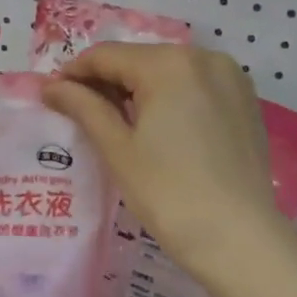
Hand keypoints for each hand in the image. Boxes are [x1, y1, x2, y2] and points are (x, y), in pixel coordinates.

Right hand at [43, 42, 288, 287]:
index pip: (108, 56)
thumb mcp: (118, 149)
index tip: (52, 93)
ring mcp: (230, 77)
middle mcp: (203, 57)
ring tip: (116, 121)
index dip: (75, 72)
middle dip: (107, 80)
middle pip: (140, 59)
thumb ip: (84, 107)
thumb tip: (51, 86)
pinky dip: (171, 97)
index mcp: (169, 64)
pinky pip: (196, 85)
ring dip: (139, 88)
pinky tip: (158, 126)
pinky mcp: (245, 100)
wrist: (240, 239)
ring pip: (169, 71)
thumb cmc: (169, 194)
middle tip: (80, 110)